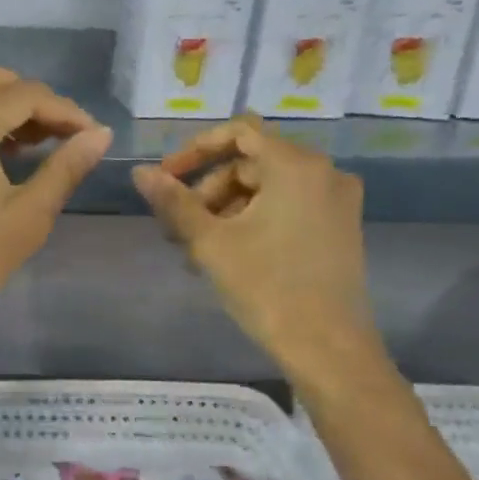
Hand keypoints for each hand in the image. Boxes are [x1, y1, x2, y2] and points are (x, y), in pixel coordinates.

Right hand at [133, 115, 385, 383]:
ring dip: (223, 211)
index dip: (195, 150)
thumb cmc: (266, 287)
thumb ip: (173, 201)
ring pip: (265, 188)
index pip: (238, 132)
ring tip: (194, 251)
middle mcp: (324, 172)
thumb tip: (139, 171)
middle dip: (206, 191)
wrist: (328, 347)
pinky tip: (225, 256)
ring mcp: (336, 201)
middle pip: (249, 163)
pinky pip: (286, 206)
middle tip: (176, 229)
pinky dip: (252, 221)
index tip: (165, 178)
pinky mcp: (339, 227)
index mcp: (296, 166)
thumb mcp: (210, 242)